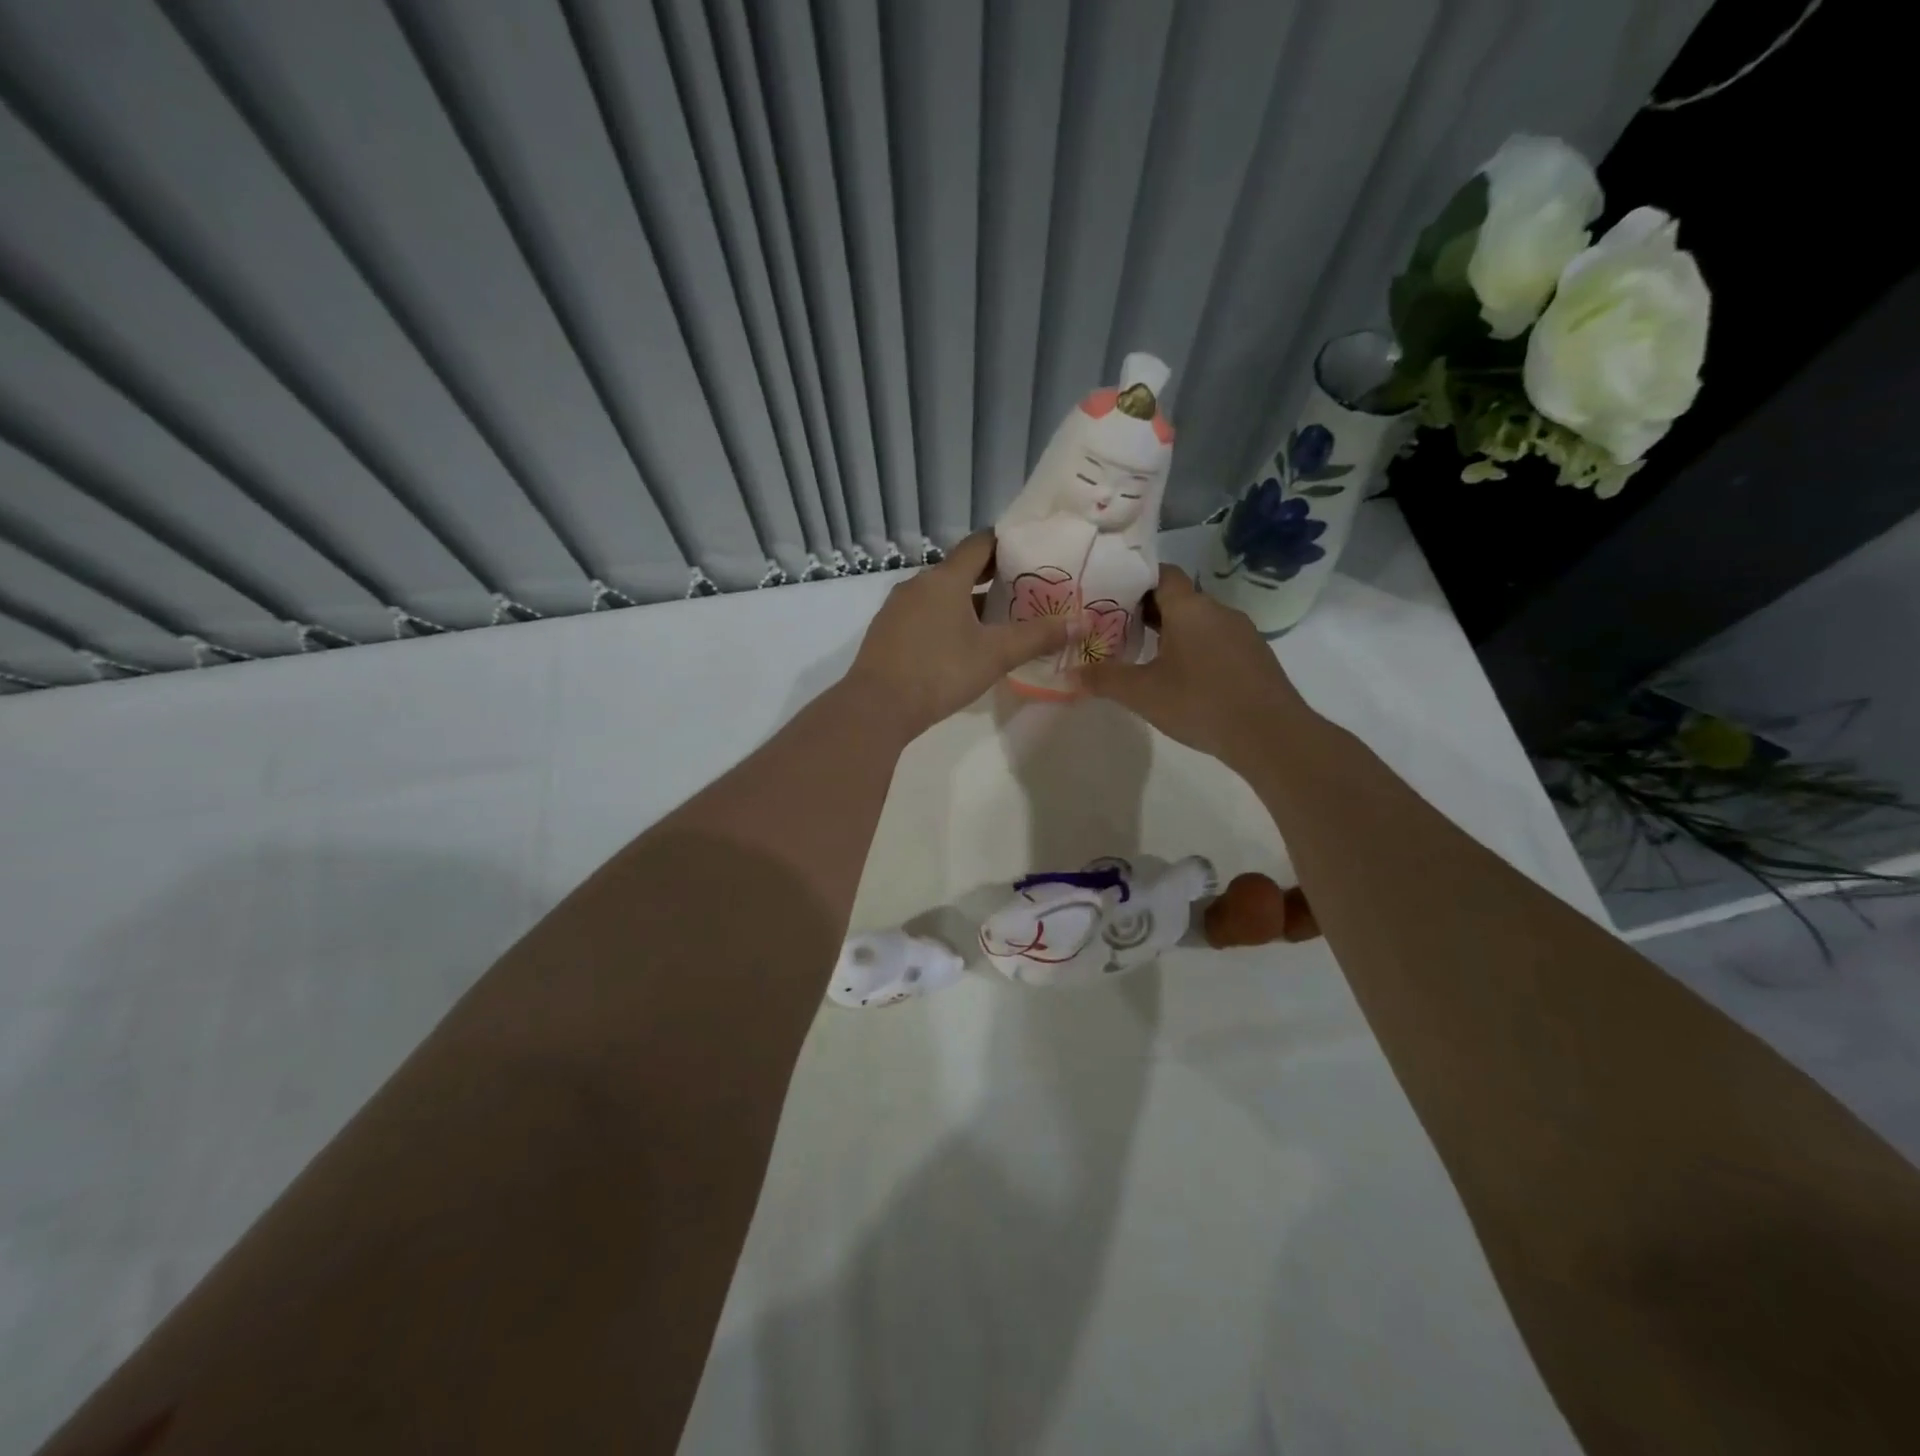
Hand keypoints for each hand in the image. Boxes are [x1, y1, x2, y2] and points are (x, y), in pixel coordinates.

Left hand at [844, 532, 1077, 736]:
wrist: (877, 707)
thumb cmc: (940, 672)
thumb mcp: (995, 655)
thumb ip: (1037, 637)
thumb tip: (1079, 622)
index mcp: (945, 579)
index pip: (980, 544)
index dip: (1007, 543)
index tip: (1032, 551)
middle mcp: (918, 584)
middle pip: (960, 569)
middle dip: (992, 576)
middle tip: (1024, 588)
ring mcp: (898, 608)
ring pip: (941, 594)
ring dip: (968, 601)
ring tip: (998, 619)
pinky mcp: (887, 632)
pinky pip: (924, 614)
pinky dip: (946, 619)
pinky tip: (961, 643)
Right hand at [1081, 566, 1311, 768]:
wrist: (1271, 735)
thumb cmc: (1200, 703)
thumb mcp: (1142, 694)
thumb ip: (1104, 680)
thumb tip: (1069, 674)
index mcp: (1190, 608)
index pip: (1161, 574)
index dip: (1134, 580)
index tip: (1110, 595)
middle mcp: (1218, 610)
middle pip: (1178, 598)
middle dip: (1147, 611)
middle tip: (1116, 629)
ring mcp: (1242, 632)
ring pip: (1199, 622)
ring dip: (1173, 633)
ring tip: (1145, 655)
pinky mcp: (1255, 656)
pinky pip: (1218, 641)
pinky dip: (1197, 650)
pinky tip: (1184, 678)